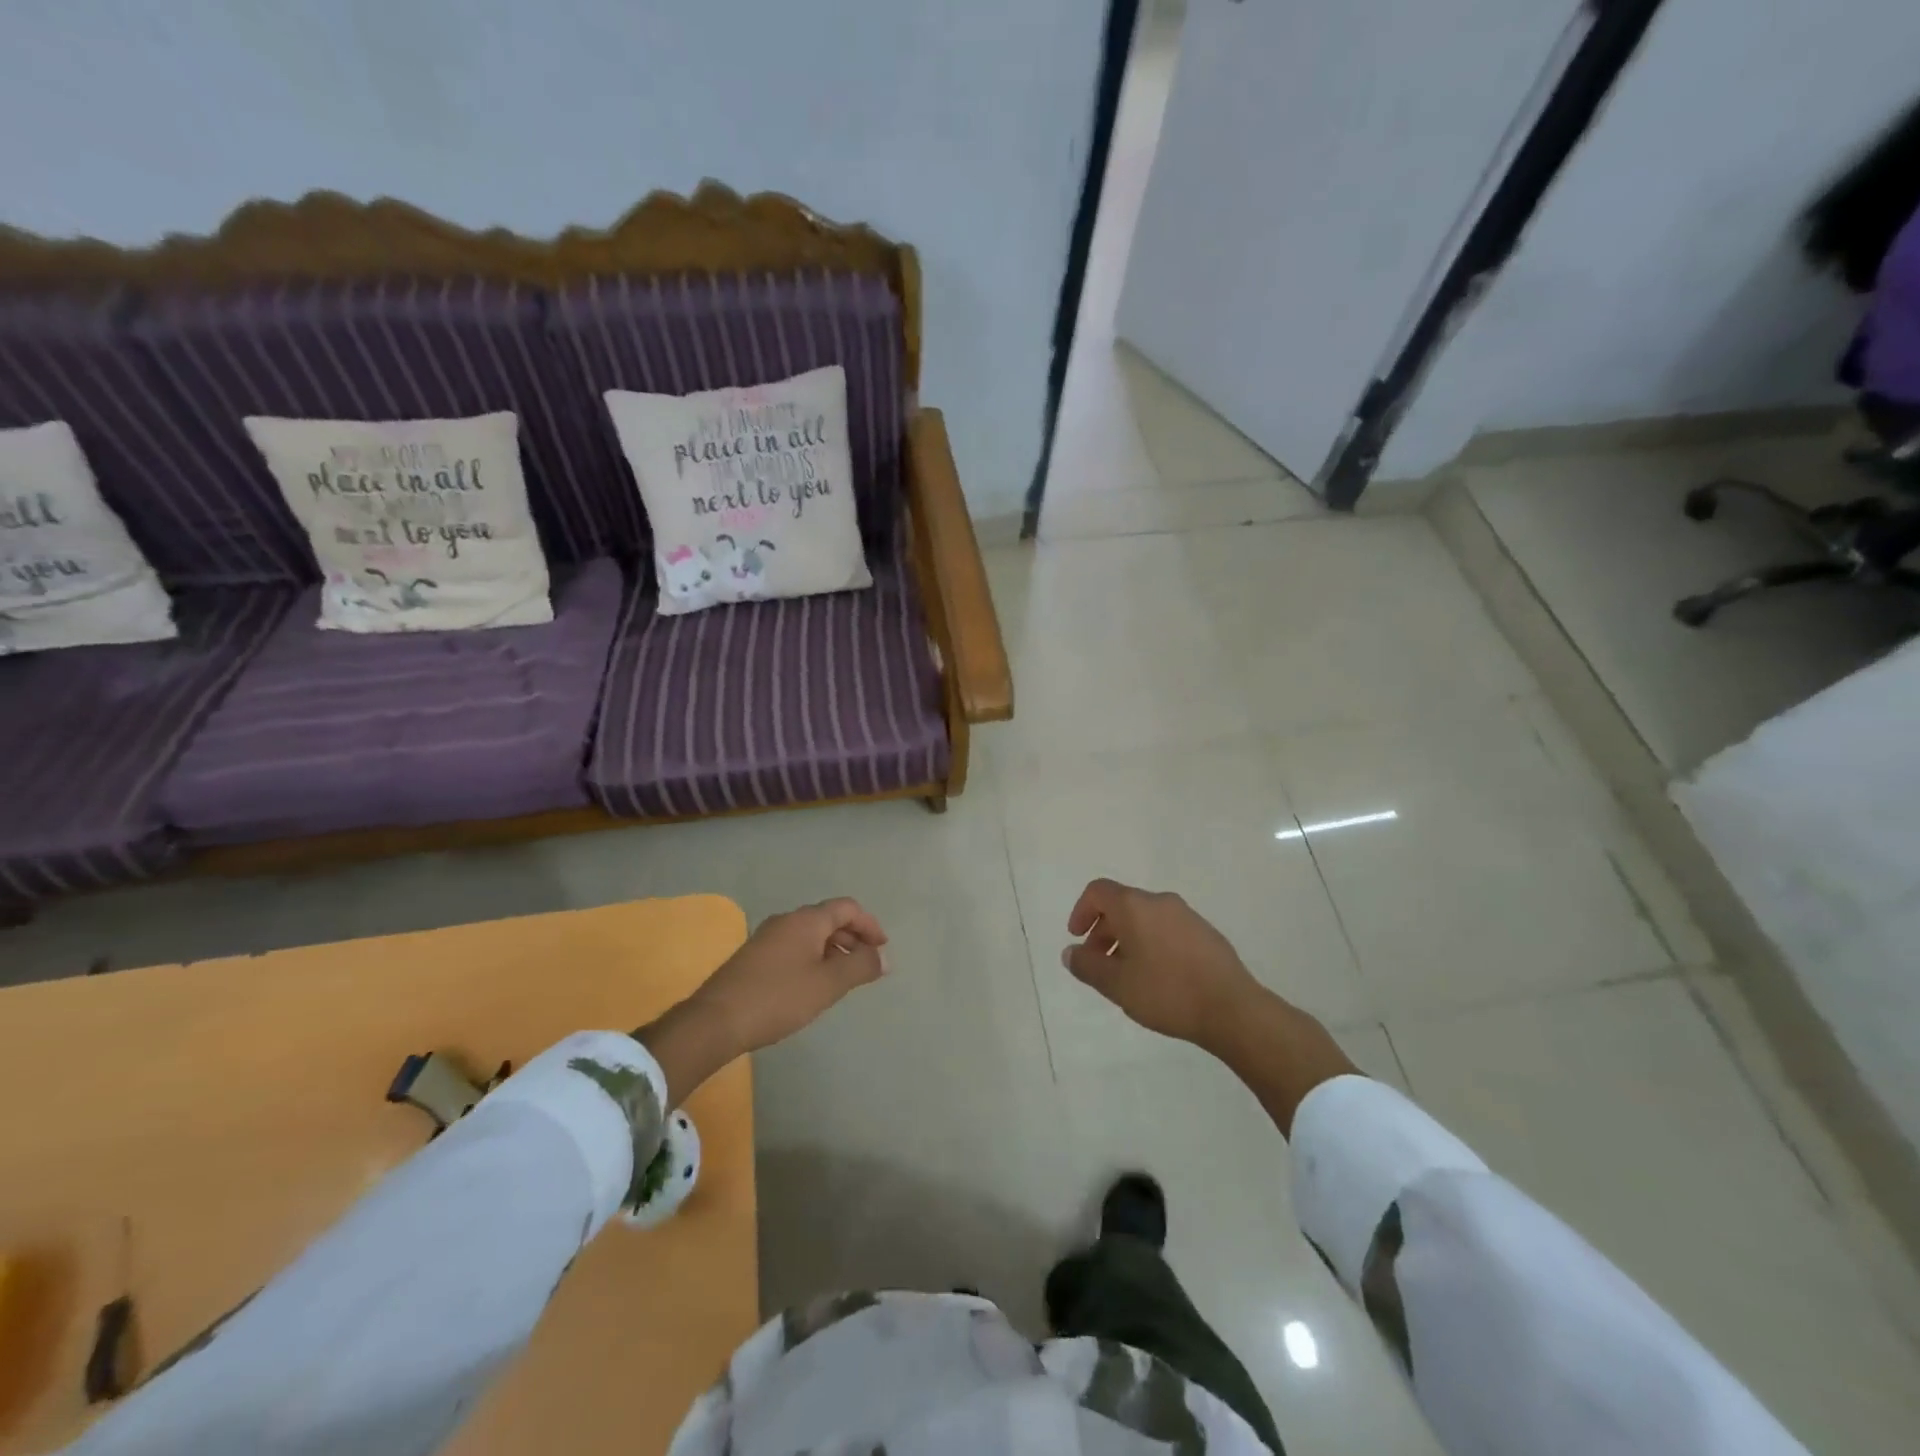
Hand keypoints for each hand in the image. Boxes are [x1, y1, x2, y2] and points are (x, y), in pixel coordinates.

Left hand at [693, 898, 888, 1056]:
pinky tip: (812, 986)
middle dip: (852, 938)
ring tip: (843, 978)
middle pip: (828, 919)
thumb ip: (860, 966)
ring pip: (810, 935)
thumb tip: (883, 957)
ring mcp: (766, 938)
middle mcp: (786, 920)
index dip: (869, 924)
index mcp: (806, 920)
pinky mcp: (753, 957)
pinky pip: (794, 948)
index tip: (882, 949)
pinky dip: (813, 958)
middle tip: (867, 965)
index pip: (847, 908)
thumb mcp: (828, 984)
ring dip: (832, 950)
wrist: (715, 1021)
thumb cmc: (778, 998)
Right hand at [1062, 879, 1264, 1050]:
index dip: (1081, 911)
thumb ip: (1088, 966)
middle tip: (1099, 965)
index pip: (1098, 891)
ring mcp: (1188, 916)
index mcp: (1135, 906)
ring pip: (1146, 918)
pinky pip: (1167, 930)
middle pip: (1122, 905)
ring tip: (1128, 976)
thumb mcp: (1117, 984)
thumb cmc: (1166, 992)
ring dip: (1128, 940)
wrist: (1232, 1009)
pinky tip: (1158, 979)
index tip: (1078, 939)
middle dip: (1104, 931)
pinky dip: (1152, 944)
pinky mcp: (1207, 934)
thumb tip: (1071, 953)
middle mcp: (1161, 902)